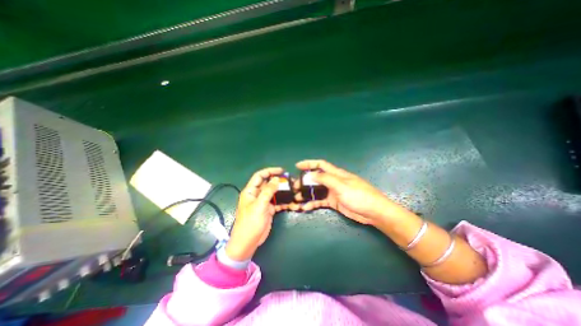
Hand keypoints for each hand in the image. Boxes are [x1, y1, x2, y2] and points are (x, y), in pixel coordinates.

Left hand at [225, 167, 285, 260]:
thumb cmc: (250, 223)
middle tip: (291, 181)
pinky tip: (292, 203)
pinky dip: (284, 202)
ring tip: (294, 191)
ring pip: (274, 193)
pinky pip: (277, 202)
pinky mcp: (269, 209)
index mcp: (251, 191)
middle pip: (268, 184)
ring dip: (283, 192)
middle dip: (279, 182)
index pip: (260, 176)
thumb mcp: (259, 205)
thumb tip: (276, 179)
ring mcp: (263, 202)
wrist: (248, 242)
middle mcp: (257, 195)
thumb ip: (268, 191)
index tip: (281, 171)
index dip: (270, 171)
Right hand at [295, 160, 412, 226]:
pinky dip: (313, 203)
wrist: (373, 212)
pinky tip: (305, 207)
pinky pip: (321, 201)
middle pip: (316, 178)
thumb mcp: (342, 186)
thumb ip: (326, 179)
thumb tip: (310, 175)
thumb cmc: (359, 196)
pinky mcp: (334, 202)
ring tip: (296, 198)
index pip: (321, 165)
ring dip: (307, 193)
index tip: (298, 165)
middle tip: (294, 186)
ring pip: (317, 190)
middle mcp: (333, 181)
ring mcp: (333, 192)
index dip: (309, 163)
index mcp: (336, 174)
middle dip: (305, 181)